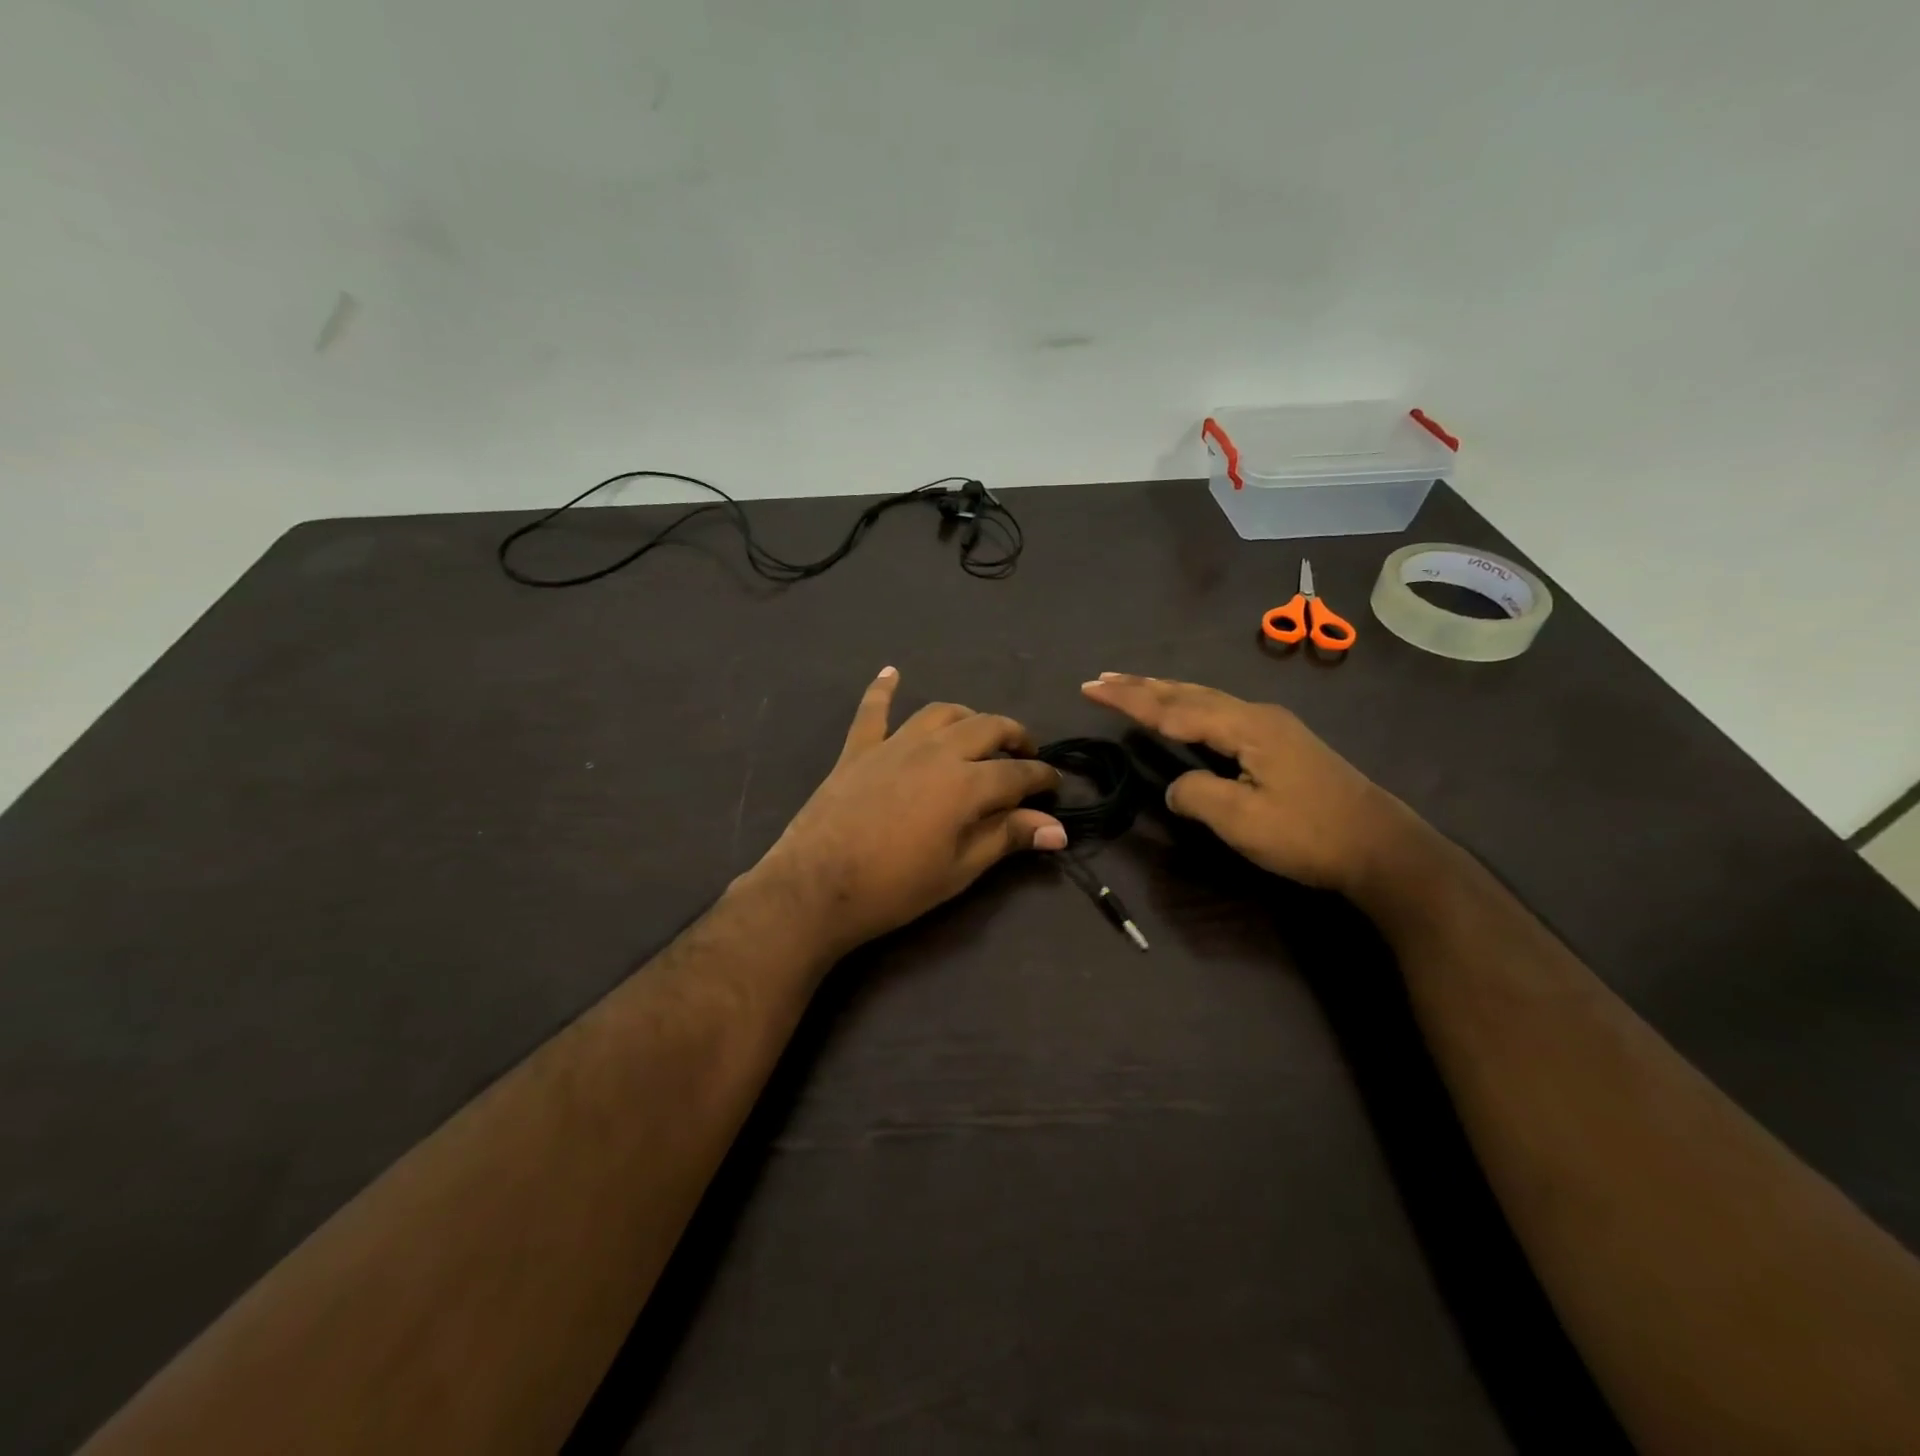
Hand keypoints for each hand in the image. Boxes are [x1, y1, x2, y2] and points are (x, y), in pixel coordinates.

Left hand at [749, 668, 1065, 958]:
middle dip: (1014, 737)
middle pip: (987, 728)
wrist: (817, 887)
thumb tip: (1057, 830)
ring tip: (978, 732)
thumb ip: (1007, 838)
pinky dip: (884, 689)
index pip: (1018, 773)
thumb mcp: (959, 869)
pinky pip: (873, 710)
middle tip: (1024, 754)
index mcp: (967, 783)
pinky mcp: (859, 749)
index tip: (1054, 786)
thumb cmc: (895, 887)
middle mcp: (937, 751)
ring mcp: (894, 745)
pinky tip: (892, 673)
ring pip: (941, 713)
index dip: (1042, 778)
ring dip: (967, 717)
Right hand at [1080, 673, 1407, 892]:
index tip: (1091, 688)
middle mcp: (1257, 715)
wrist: (1383, 848)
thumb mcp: (1242, 821)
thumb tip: (1175, 786)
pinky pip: (1220, 714)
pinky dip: (1189, 708)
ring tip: (1132, 687)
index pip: (1173, 708)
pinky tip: (1186, 713)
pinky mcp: (1282, 744)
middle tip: (1102, 680)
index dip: (1128, 699)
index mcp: (1245, 726)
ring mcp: (1273, 727)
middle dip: (1142, 686)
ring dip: (1165, 693)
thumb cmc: (1310, 834)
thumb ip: (1196, 795)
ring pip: (1206, 700)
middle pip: (1188, 693)